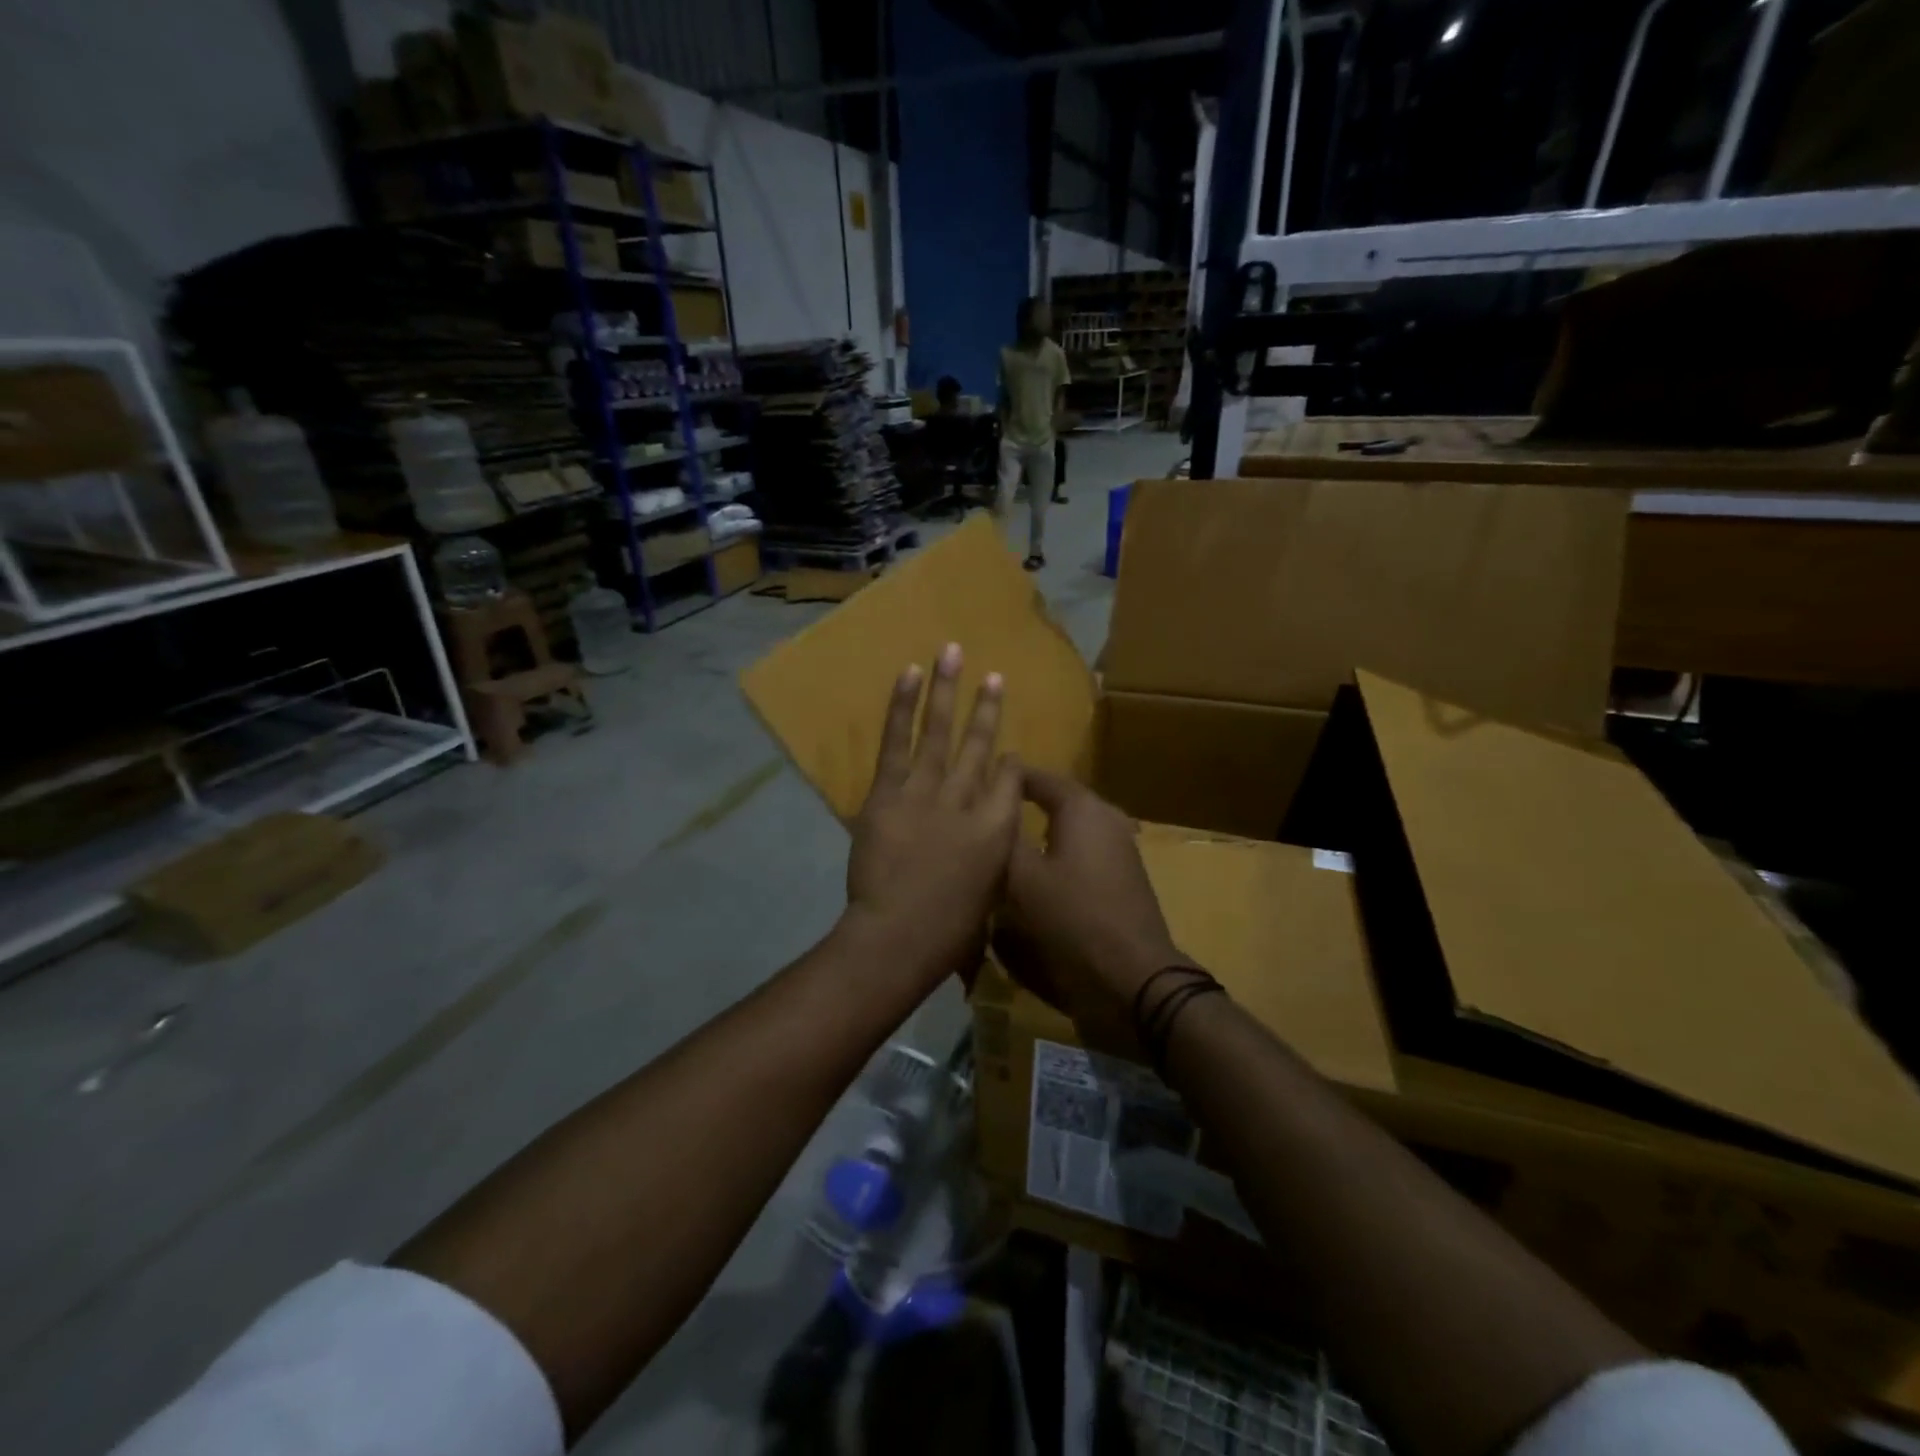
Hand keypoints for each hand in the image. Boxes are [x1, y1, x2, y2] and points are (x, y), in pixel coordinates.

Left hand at [845, 643, 1021, 987]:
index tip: (1009, 753)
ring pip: (939, 732)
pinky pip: (896, 741)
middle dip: (988, 709)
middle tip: (995, 675)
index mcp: (998, 829)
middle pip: (980, 746)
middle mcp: (968, 800)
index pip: (1011, 782)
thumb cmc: (949, 932)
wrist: (899, 935)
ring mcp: (927, 791)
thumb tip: (987, 850)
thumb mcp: (988, 899)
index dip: (1011, 763)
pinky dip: (902, 706)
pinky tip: (910, 674)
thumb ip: (991, 865)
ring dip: (947, 690)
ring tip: (952, 652)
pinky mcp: (888, 791)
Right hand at [997, 769, 1193, 1019]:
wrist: (1133, 977)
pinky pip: (1081, 853)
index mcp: (1082, 808)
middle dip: (1024, 804)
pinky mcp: (1122, 878)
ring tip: (1005, 843)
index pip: (1039, 778)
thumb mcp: (1022, 879)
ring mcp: (1119, 849)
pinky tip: (1035, 875)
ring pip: (1070, 829)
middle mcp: (1105, 819)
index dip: (1007, 778)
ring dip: (1039, 832)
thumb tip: (986, 814)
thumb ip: (1002, 841)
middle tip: (987, 814)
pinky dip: (1056, 856)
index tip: (976, 782)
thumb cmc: (1073, 918)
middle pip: (1056, 801)